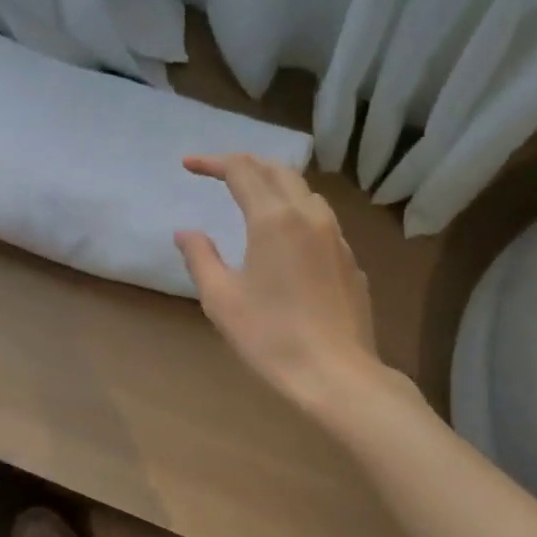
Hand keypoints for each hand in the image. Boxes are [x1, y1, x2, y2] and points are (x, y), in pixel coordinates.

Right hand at [175, 153, 383, 419]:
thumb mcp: (221, 299)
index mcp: (274, 219)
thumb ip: (200, 258)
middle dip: (246, 165)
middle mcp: (309, 216)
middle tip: (219, 173)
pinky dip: (296, 211)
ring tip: (253, 197)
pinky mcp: (350, 259)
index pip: (242, 171)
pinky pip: (320, 219)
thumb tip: (186, 232)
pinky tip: (287, 237)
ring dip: (275, 184)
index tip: (188, 165)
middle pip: (278, 171)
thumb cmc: (270, 336)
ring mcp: (336, 237)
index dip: (213, 162)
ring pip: (304, 192)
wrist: (336, 373)